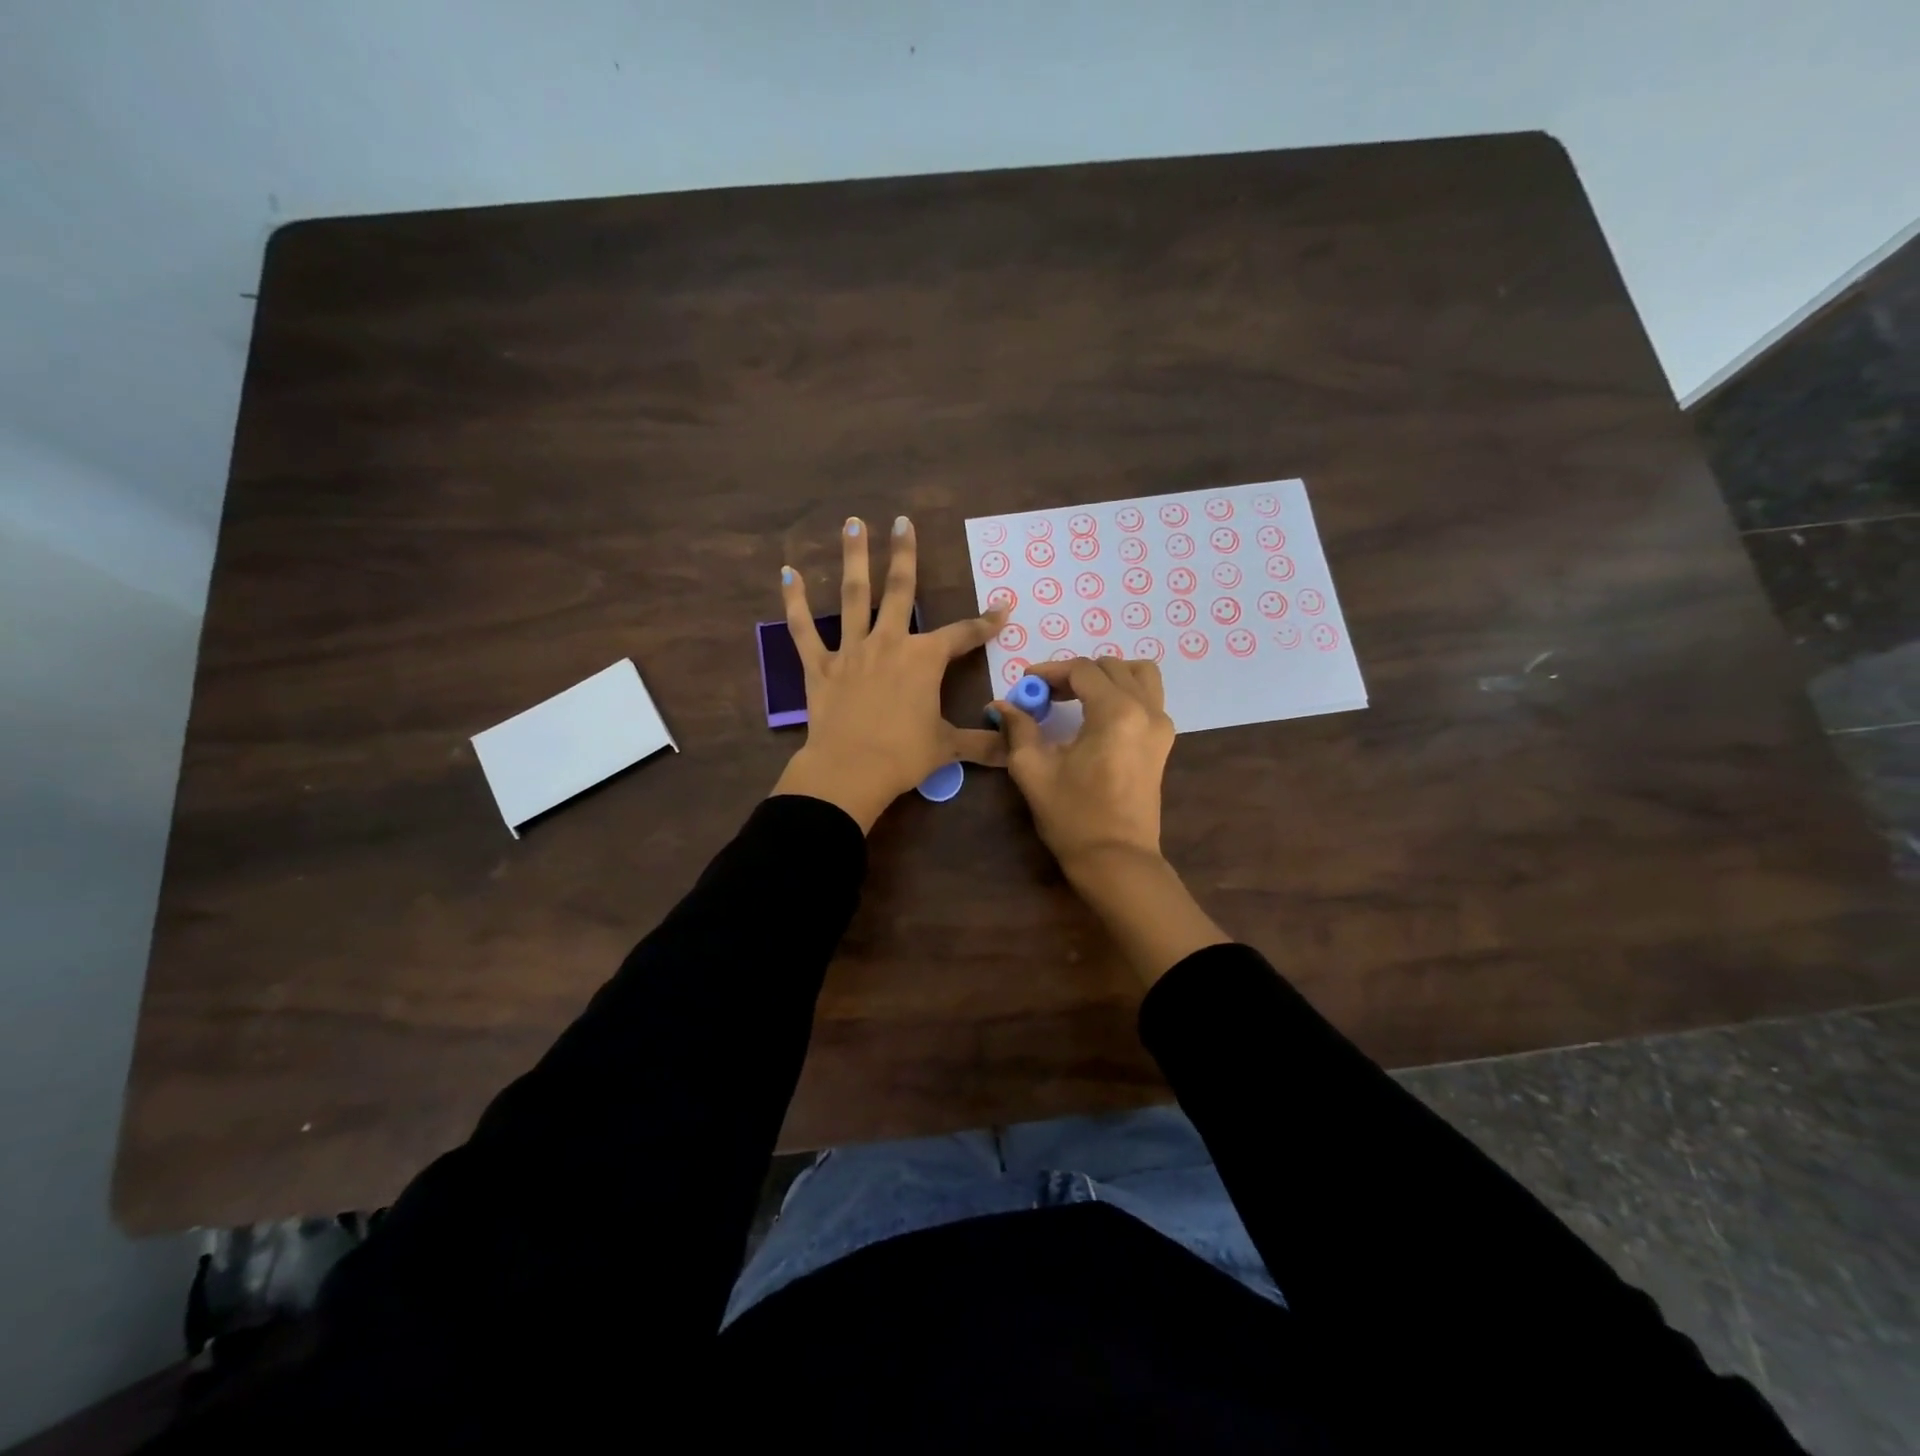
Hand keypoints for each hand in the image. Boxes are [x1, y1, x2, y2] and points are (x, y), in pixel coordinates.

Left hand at [771, 516, 1005, 831]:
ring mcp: (852, 650)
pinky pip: (804, 630)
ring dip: (854, 558)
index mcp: (924, 659)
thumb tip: (1014, 752)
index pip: (962, 635)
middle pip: (900, 590)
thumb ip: (982, 744)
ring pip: (854, 595)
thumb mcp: (947, 747)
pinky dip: (795, 603)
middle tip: (902, 520)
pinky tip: (788, 574)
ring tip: (853, 523)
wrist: (850, 770)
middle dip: (905, 554)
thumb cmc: (904, 755)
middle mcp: (889, 643)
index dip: (985, 623)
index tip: (1002, 608)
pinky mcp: (820, 666)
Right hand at [996, 656, 1227, 984]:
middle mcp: (1146, 710)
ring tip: (1076, 696)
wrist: (1116, 860)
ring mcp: (1161, 726)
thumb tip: (1001, 705)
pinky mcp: (1163, 742)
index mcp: (1116, 712)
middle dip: (1075, 673)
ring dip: (1106, 676)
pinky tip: (1095, 714)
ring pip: (1139, 675)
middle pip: (1111, 667)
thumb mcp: (1034, 770)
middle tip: (1045, 694)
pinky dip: (1123, 692)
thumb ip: (1018, 728)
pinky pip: (1148, 697)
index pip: (1082, 670)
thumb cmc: (1073, 816)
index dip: (1050, 672)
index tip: (1025, 685)